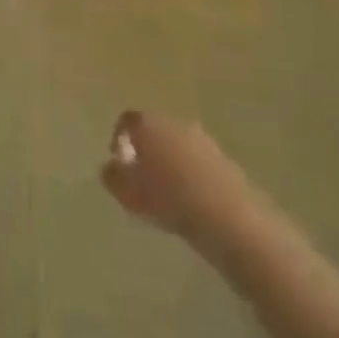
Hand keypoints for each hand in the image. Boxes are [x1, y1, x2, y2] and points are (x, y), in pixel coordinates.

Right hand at [100, 111, 252, 255]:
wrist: (227, 217)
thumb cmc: (168, 198)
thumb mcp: (126, 191)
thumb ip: (111, 175)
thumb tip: (112, 167)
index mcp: (148, 124)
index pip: (127, 120)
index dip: (119, 137)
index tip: (119, 161)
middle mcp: (175, 124)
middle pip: (155, 130)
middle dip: (147, 150)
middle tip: (142, 178)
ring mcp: (203, 141)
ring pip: (179, 147)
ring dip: (171, 163)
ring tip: (168, 193)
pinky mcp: (226, 162)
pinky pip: (200, 164)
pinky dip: (192, 176)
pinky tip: (192, 201)